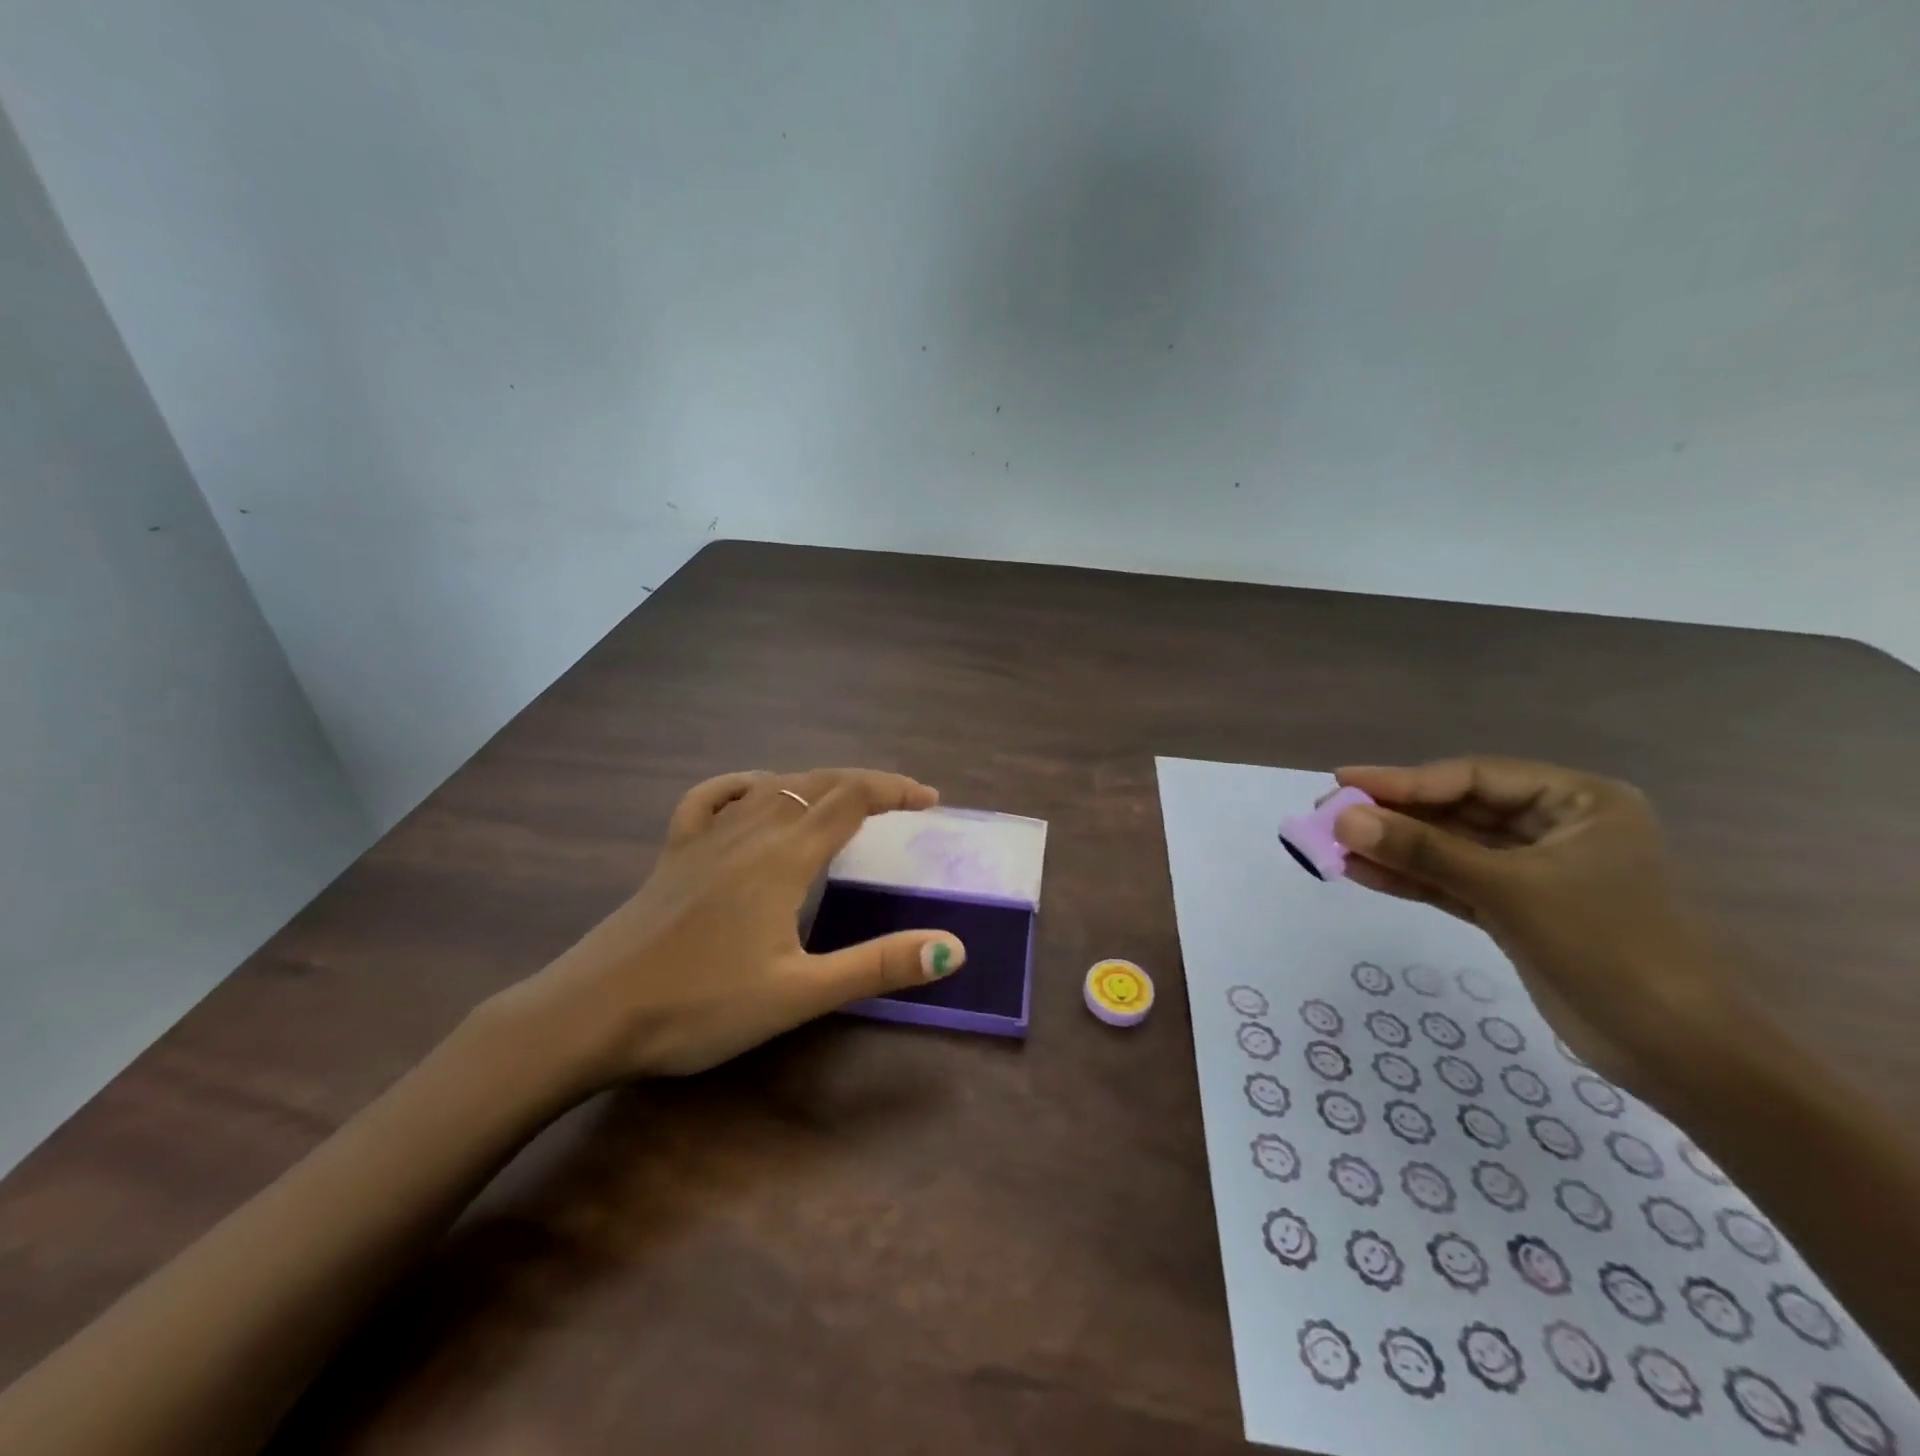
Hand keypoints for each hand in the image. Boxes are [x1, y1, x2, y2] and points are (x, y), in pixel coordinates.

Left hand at [496, 768, 965, 1084]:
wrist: (589, 1015)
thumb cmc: (699, 1006)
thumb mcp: (799, 993)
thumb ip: (877, 965)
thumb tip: (952, 947)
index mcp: (784, 856)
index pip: (852, 799)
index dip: (895, 791)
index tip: (930, 801)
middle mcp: (749, 830)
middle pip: (818, 783)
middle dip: (866, 783)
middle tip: (903, 801)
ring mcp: (706, 836)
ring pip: (773, 785)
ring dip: (818, 782)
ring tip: (845, 798)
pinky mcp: (674, 851)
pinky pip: (713, 797)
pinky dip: (745, 785)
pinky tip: (752, 794)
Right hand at [1329, 758, 1739, 1100]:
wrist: (1674, 1051)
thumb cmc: (1607, 947)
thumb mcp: (1508, 889)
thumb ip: (1423, 850)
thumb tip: (1342, 818)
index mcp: (1578, 802)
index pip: (1473, 778)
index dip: (1404, 780)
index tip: (1343, 780)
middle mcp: (1556, 828)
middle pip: (1457, 811)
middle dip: (1393, 816)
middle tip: (1328, 813)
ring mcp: (1535, 872)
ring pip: (1449, 849)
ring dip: (1394, 849)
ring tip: (1330, 845)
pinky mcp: (1517, 910)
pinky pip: (1453, 883)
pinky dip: (1410, 879)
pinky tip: (1361, 873)